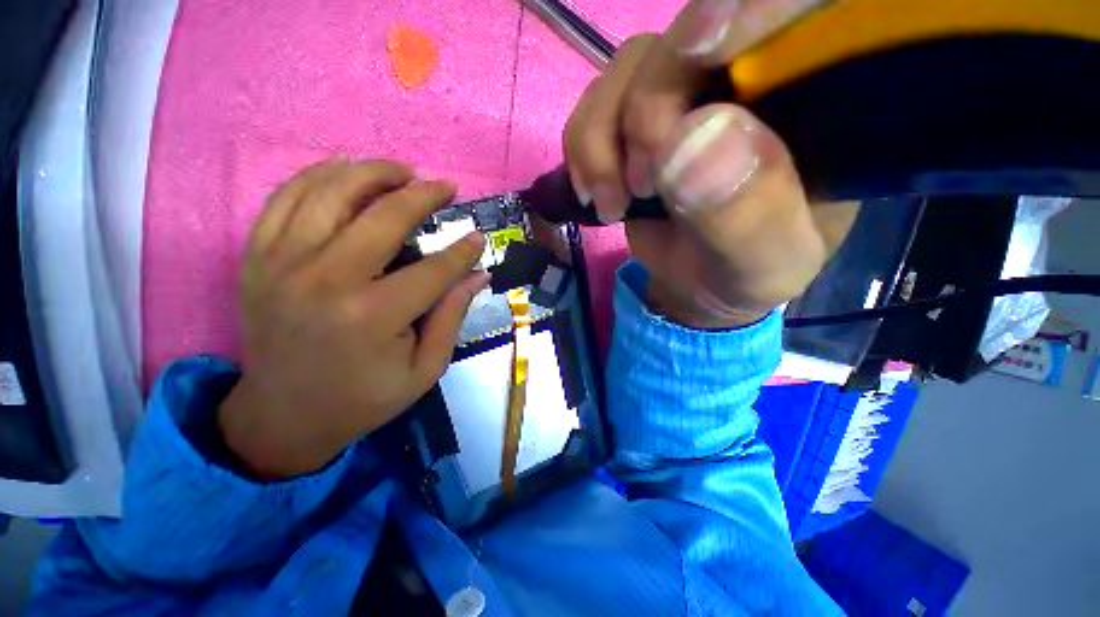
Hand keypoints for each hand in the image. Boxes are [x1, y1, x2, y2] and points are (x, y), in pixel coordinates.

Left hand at [219, 159, 489, 478]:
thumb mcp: (424, 370)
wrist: (283, 417)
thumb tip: (478, 275)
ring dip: (373, 173)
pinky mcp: (258, 259)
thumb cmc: (363, 398)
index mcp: (373, 317)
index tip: (478, 236)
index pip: (433, 269)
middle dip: (424, 195)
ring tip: (402, 170)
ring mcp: (283, 264)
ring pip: (331, 193)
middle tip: (447, 186)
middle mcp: (326, 281)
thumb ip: (452, 317)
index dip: (462, 250)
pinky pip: (286, 199)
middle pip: (383, 217)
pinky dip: (317, 175)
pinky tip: (344, 166)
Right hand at [565, 1, 855, 328]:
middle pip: (690, 36)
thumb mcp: (763, 265)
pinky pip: (596, 101)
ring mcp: (689, 94)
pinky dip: (583, 146)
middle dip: (647, 113)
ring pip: (632, 66)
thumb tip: (691, 142)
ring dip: (602, 138)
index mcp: (817, 105)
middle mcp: (754, 80)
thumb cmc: (745, 276)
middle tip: (639, 188)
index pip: (807, 14)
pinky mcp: (641, 119)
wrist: (698, 283)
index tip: (698, 46)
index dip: (753, 9)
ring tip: (612, 203)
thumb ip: (748, 216)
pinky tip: (595, 191)